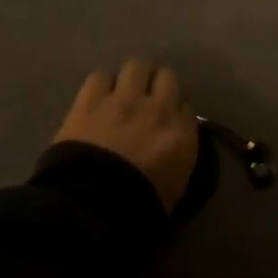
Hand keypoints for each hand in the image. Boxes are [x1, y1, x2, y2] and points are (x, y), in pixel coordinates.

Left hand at [53, 59, 197, 211]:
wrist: (92, 208)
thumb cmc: (137, 211)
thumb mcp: (174, 189)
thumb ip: (178, 159)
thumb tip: (172, 145)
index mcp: (181, 135)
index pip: (186, 107)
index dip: (175, 111)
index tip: (167, 121)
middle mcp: (157, 108)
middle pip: (166, 76)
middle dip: (157, 86)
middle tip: (146, 101)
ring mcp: (123, 100)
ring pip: (136, 66)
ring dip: (131, 79)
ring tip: (121, 93)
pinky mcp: (91, 99)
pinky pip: (100, 77)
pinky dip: (100, 86)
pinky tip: (96, 98)